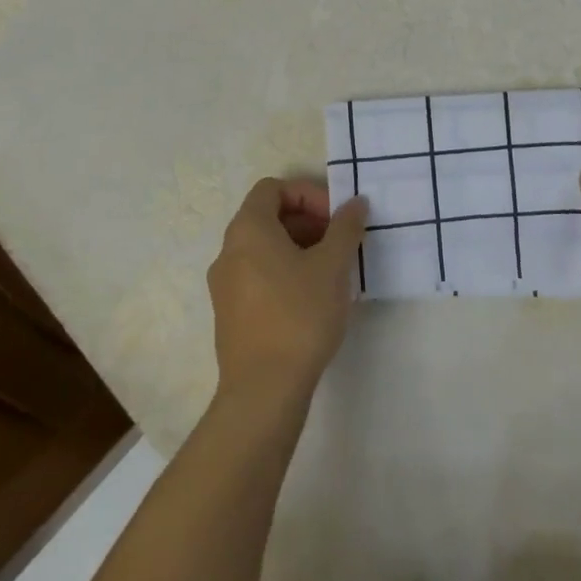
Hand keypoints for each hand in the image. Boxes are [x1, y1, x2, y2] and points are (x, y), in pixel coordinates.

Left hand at [207, 178, 368, 404]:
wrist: (263, 392)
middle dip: (307, 222)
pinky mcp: (229, 315)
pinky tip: (313, 299)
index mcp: (248, 230)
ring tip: (331, 271)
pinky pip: (258, 275)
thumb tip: (355, 203)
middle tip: (339, 242)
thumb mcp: (333, 265)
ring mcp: (224, 285)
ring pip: (264, 248)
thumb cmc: (299, 315)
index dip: (307, 195)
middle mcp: (228, 251)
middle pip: (268, 216)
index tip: (335, 218)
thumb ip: (345, 227)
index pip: (273, 188)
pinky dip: (285, 272)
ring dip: (299, 248)